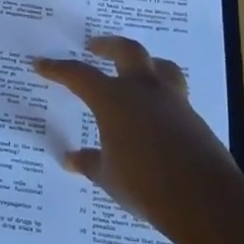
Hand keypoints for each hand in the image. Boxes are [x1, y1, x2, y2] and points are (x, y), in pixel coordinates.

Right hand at [32, 35, 243, 234]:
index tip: (40, 64)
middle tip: (93, 46)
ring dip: (144, 62)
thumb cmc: (143, 183)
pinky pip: (174, 93)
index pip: (79, 75)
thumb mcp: (107, 176)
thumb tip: (71, 159)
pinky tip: (155, 110)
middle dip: (107, 45)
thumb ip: (90, 162)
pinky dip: (160, 93)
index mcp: (114, 100)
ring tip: (134, 69)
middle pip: (126, 51)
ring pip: (160, 67)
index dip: (57, 69)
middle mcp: (144, 91)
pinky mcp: (193, 118)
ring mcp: (173, 102)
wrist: (203, 198)